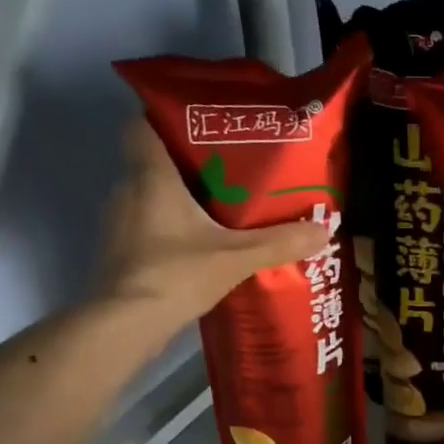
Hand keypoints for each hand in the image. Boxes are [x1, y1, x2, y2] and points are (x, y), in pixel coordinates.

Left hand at [96, 116, 327, 325]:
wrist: (126, 325)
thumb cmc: (176, 274)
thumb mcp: (236, 257)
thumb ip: (279, 242)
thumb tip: (325, 229)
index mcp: (151, 177)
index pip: (142, 126)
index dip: (164, 119)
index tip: (199, 125)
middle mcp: (127, 191)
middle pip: (154, 163)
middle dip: (188, 164)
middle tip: (228, 170)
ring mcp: (118, 224)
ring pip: (149, 197)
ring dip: (179, 200)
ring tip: (219, 209)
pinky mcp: (120, 253)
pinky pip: (147, 227)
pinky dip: (169, 229)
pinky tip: (198, 246)